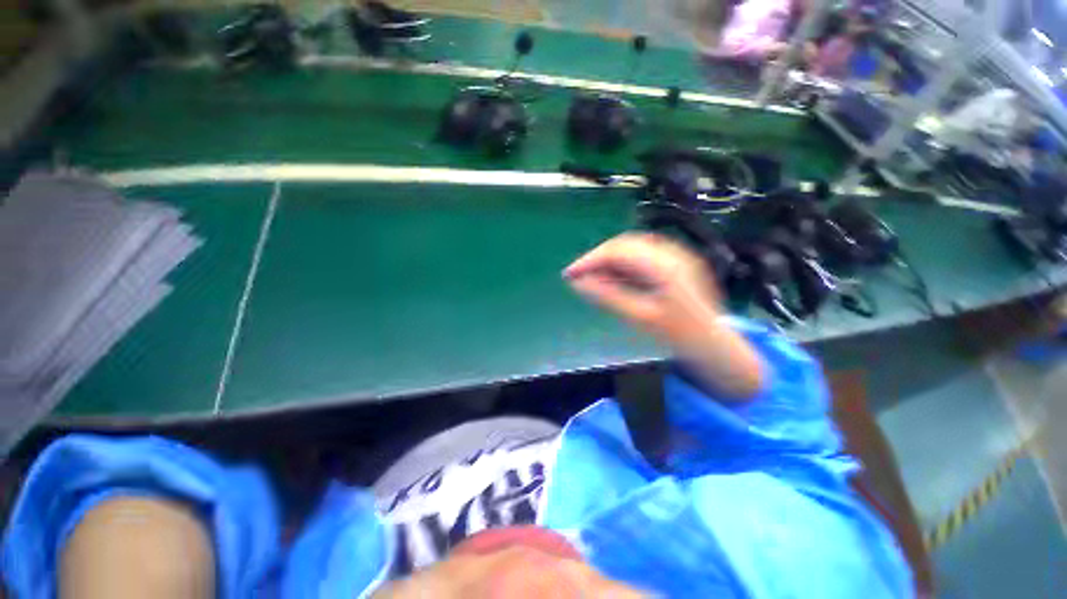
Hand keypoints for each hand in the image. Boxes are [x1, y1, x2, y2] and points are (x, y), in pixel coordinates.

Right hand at [564, 233, 762, 399]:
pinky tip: (612, 277)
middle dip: (596, 258)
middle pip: (623, 244)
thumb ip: (607, 296)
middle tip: (577, 276)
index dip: (589, 260)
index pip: (617, 251)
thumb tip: (577, 282)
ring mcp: (675, 255)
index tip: (568, 275)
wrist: (716, 344)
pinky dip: (621, 264)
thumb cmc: (680, 335)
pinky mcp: (674, 262)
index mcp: (664, 265)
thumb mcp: (640, 317)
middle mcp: (671, 252)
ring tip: (591, 278)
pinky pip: (640, 255)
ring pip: (630, 248)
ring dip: (608, 260)